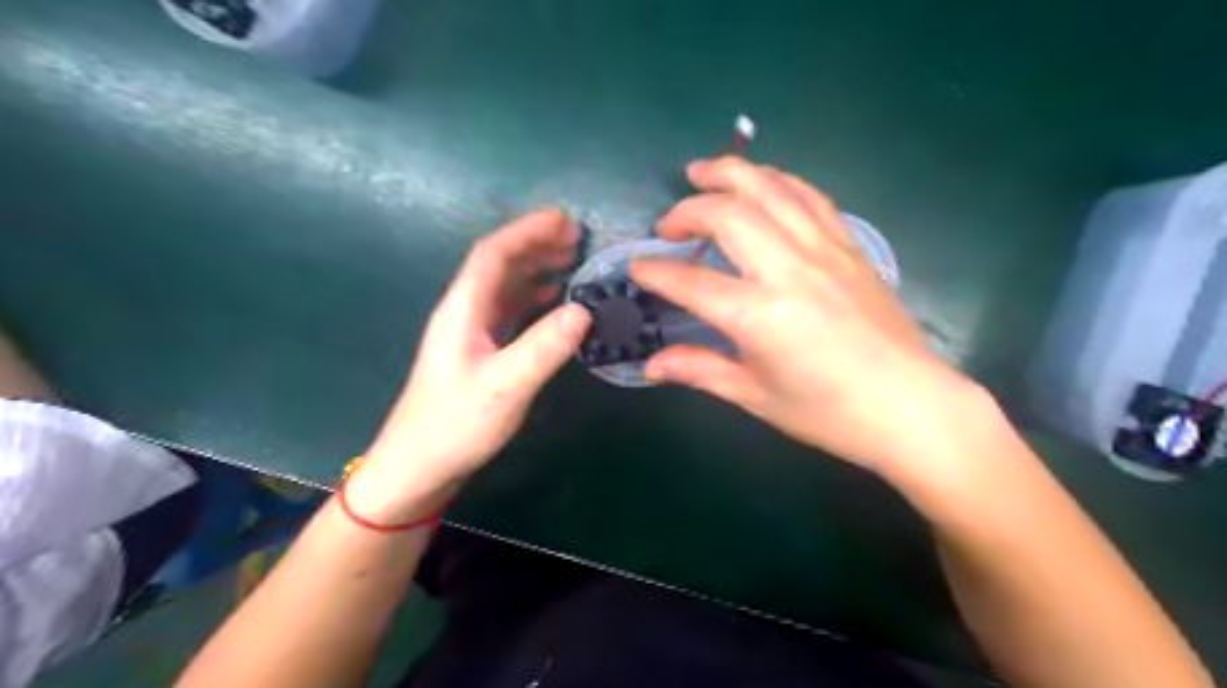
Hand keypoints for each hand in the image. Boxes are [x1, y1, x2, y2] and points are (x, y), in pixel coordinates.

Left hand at [348, 207, 591, 516]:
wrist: (418, 466)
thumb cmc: (456, 423)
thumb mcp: (505, 386)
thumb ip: (543, 347)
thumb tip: (583, 310)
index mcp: (463, 308)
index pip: (494, 253)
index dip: (528, 231)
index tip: (565, 219)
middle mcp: (464, 311)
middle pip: (499, 264)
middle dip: (535, 244)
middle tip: (577, 238)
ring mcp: (470, 332)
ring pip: (504, 286)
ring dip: (535, 268)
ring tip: (571, 261)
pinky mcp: (478, 352)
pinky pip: (508, 311)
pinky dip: (533, 298)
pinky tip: (553, 303)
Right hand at [633, 156, 984, 477]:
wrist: (909, 406)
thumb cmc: (828, 412)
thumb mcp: (755, 395)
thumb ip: (700, 370)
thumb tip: (652, 365)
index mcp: (759, 315)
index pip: (690, 282)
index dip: (656, 272)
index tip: (638, 268)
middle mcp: (788, 270)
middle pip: (727, 215)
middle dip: (687, 210)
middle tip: (668, 225)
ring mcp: (824, 251)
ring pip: (770, 189)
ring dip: (730, 173)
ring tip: (701, 172)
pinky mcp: (849, 246)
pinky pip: (809, 197)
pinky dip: (778, 181)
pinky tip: (762, 183)